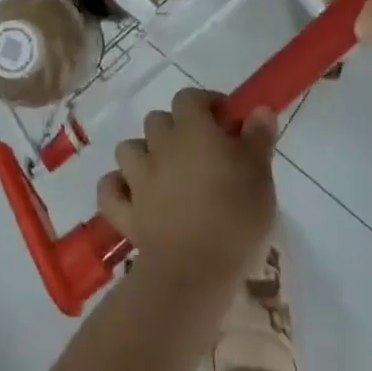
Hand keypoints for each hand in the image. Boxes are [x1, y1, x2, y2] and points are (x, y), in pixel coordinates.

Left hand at [97, 88, 276, 295]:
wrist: (194, 272)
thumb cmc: (234, 218)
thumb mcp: (260, 175)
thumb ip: (259, 137)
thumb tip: (260, 108)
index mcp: (192, 130)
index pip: (189, 98)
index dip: (206, 104)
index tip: (225, 123)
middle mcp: (159, 145)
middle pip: (158, 120)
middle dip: (175, 130)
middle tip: (200, 154)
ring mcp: (137, 178)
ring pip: (129, 149)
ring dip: (144, 155)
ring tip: (166, 175)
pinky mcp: (125, 212)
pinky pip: (110, 190)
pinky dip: (118, 189)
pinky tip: (133, 197)